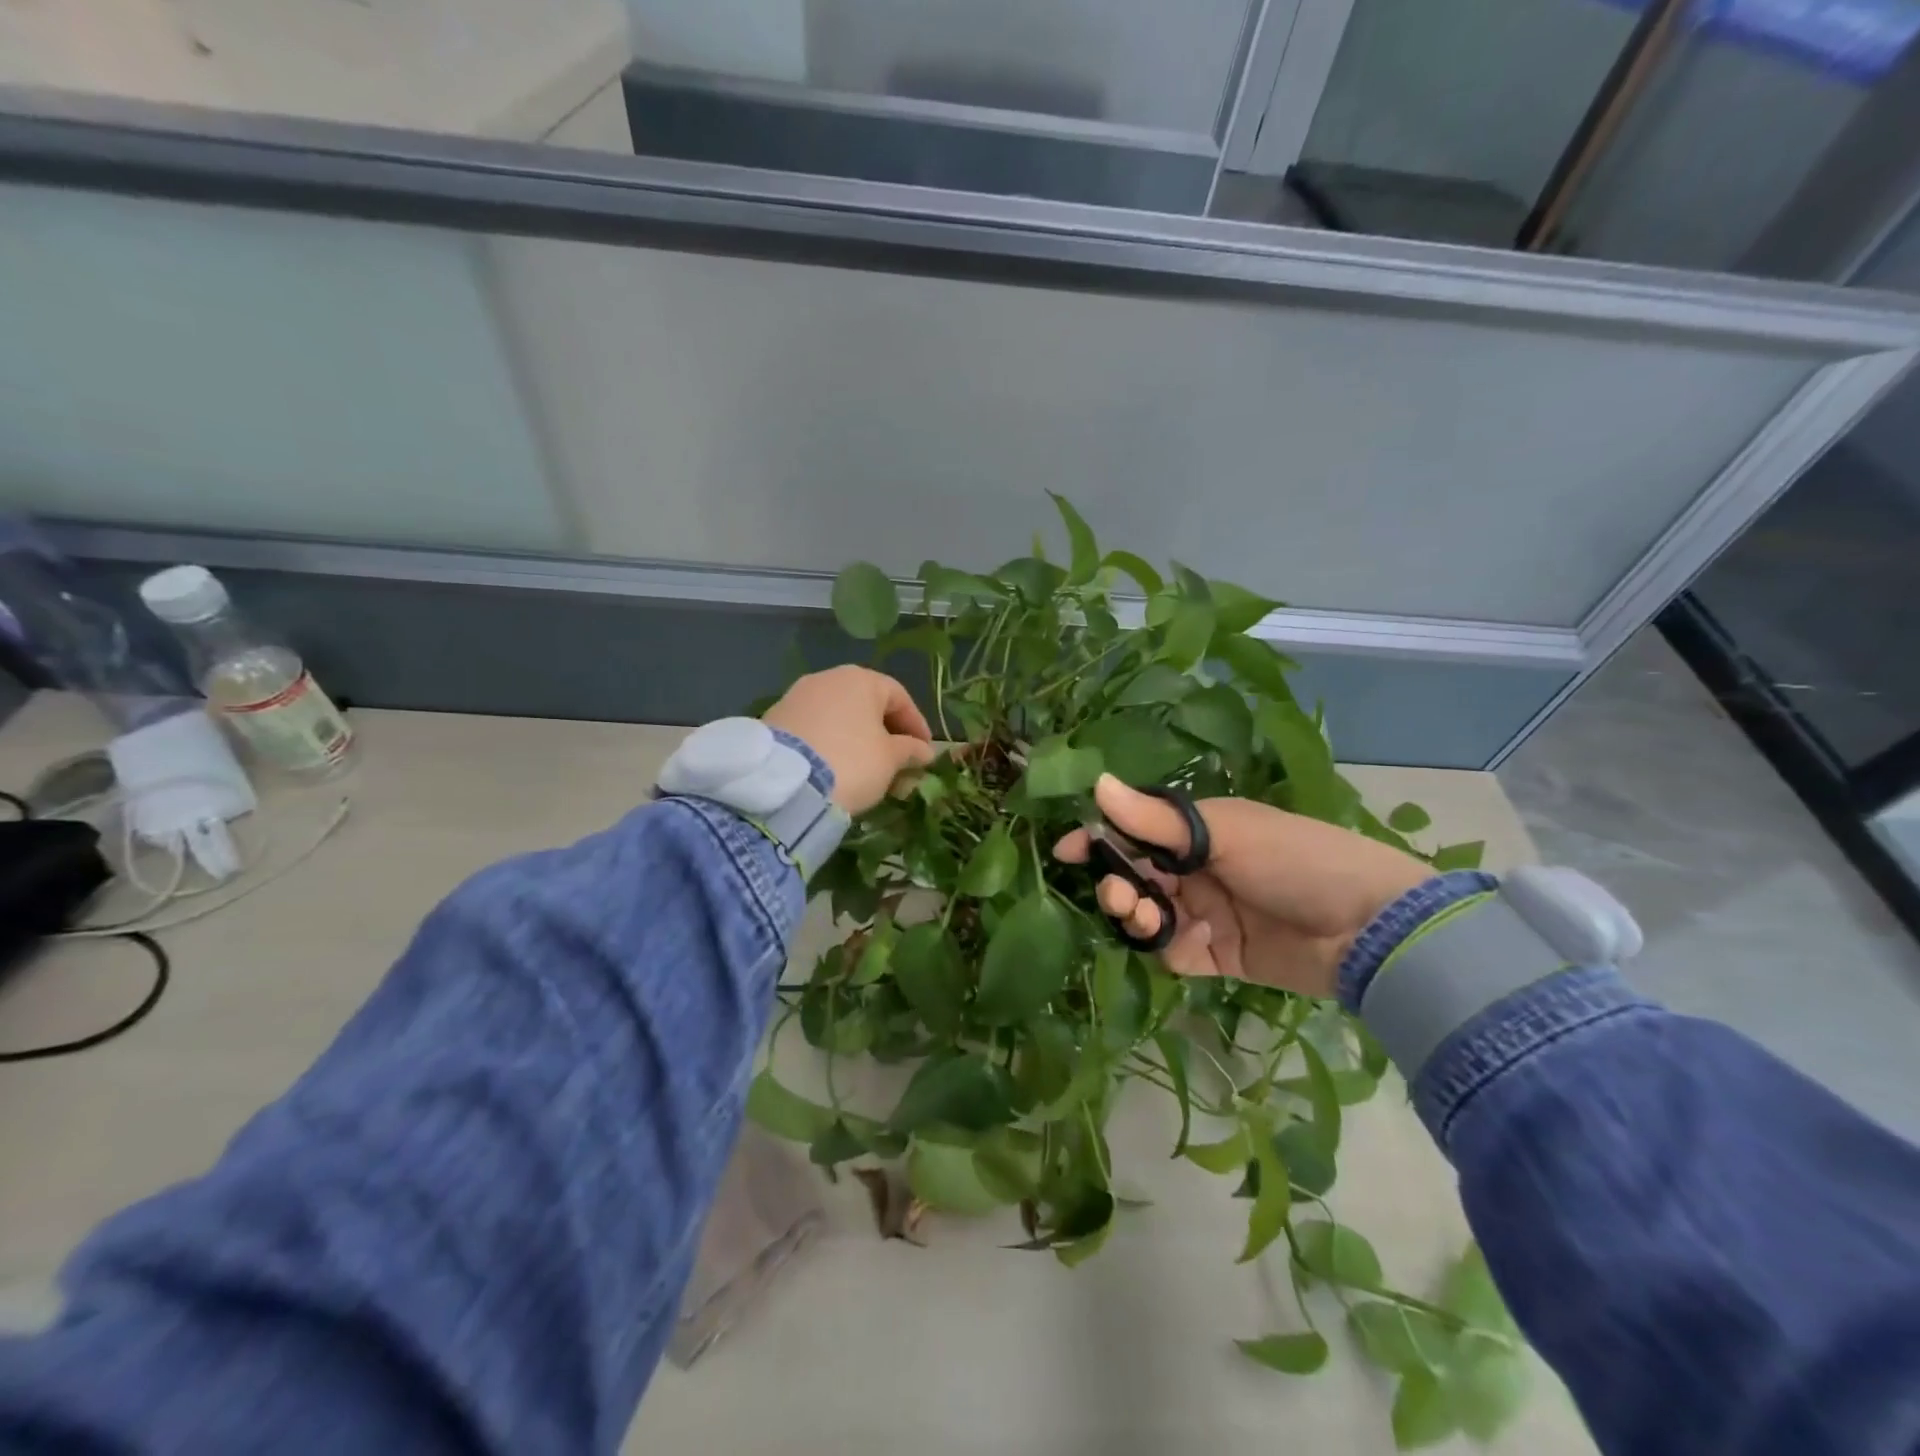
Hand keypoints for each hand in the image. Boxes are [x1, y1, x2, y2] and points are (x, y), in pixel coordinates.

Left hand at [763, 666, 935, 814]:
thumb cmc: (851, 762)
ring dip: (858, 740)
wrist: (785, 783)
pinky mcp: (776, 719)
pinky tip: (837, 767)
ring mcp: (797, 697)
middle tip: (899, 763)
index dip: (916, 724)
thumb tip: (923, 751)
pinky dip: (831, 744)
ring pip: (839, 717)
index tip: (925, 752)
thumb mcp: (890, 760)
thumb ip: (910, 750)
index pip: (899, 697)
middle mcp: (828, 679)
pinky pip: (815, 729)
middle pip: (867, 704)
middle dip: (886, 734)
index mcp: (861, 679)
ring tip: (868, 769)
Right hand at [1053, 775, 1431, 997]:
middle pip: (1136, 875)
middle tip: (1121, 894)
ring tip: (1149, 916)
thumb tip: (1096, 783)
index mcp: (1199, 831)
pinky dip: (1173, 948)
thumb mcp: (1224, 831)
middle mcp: (1198, 869)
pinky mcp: (1220, 956)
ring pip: (1150, 914)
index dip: (1100, 839)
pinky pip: (1176, 952)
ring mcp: (1208, 914)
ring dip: (1138, 914)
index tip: (1068, 851)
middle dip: (1118, 883)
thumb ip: (1156, 819)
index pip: (1135, 829)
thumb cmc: (1294, 859)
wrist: (1368, 929)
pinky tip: (1193, 942)